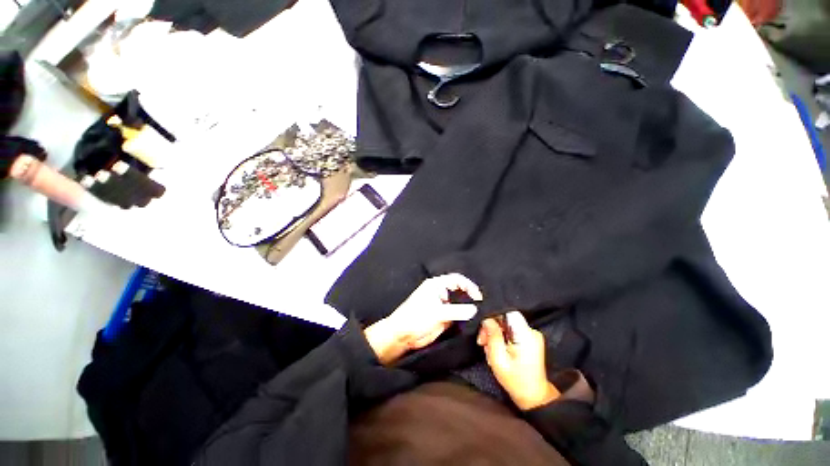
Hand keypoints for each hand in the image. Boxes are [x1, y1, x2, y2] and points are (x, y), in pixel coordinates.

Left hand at [364, 273, 481, 364]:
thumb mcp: (436, 313)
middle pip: (460, 290)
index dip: (469, 286)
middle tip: (481, 305)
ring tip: (479, 314)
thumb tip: (474, 309)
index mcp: (436, 285)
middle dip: (470, 296)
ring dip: (468, 308)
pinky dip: (465, 317)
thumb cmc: (414, 318)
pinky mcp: (444, 317)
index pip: (457, 280)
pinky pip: (458, 315)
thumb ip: (457, 311)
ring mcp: (443, 305)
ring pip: (460, 303)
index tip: (478, 297)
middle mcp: (441, 293)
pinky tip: (471, 322)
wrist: (402, 336)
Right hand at [477, 312, 559, 410]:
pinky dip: (501, 338)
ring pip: (506, 325)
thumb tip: (487, 319)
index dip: (493, 315)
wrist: (533, 397)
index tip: (483, 327)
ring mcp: (531, 336)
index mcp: (526, 335)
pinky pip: (511, 332)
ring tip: (488, 349)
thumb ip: (492, 336)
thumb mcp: (498, 359)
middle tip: (482, 342)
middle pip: (505, 319)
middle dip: (491, 328)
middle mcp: (531, 332)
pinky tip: (496, 350)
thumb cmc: (516, 381)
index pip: (508, 312)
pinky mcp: (529, 340)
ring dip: (495, 334)